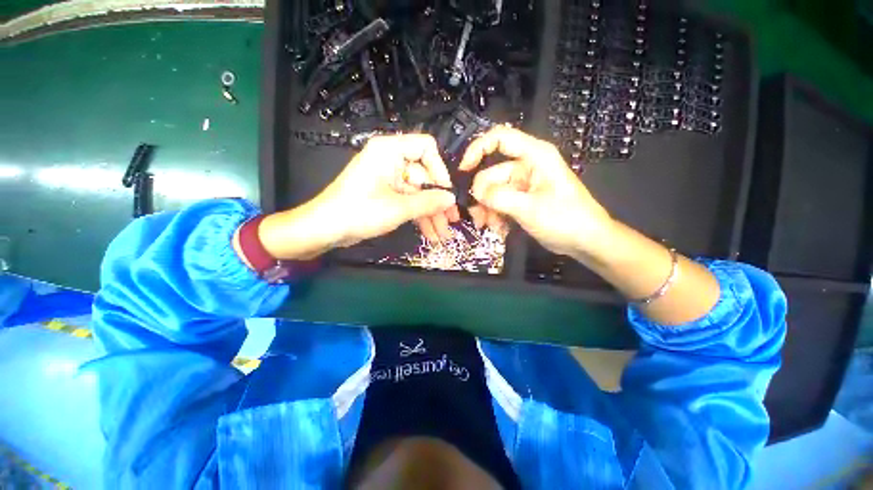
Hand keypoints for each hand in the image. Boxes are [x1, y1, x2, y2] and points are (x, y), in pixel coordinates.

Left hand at [311, 134, 459, 245]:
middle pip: (424, 176)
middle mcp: (391, 160)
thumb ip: (428, 202)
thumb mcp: (398, 208)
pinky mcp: (386, 193)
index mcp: (390, 151)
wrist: (325, 229)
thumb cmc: (359, 212)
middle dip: (437, 202)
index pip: (426, 148)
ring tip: (441, 234)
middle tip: (450, 221)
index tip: (447, 194)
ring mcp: (389, 178)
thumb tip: (451, 198)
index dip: (439, 170)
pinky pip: (408, 201)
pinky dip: (418, 216)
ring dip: (430, 214)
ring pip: (418, 193)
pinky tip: (429, 233)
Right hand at [459, 126, 614, 259]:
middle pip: (491, 174)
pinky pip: (499, 203)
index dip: (478, 149)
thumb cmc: (566, 220)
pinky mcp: (521, 199)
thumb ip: (500, 198)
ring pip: (493, 192)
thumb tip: (476, 192)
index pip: (500, 138)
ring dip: (488, 210)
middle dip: (483, 197)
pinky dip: (496, 215)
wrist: (585, 241)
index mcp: (534, 156)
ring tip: (491, 227)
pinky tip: (500, 229)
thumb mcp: (531, 208)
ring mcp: (523, 184)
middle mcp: (526, 166)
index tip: (463, 170)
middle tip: (481, 218)